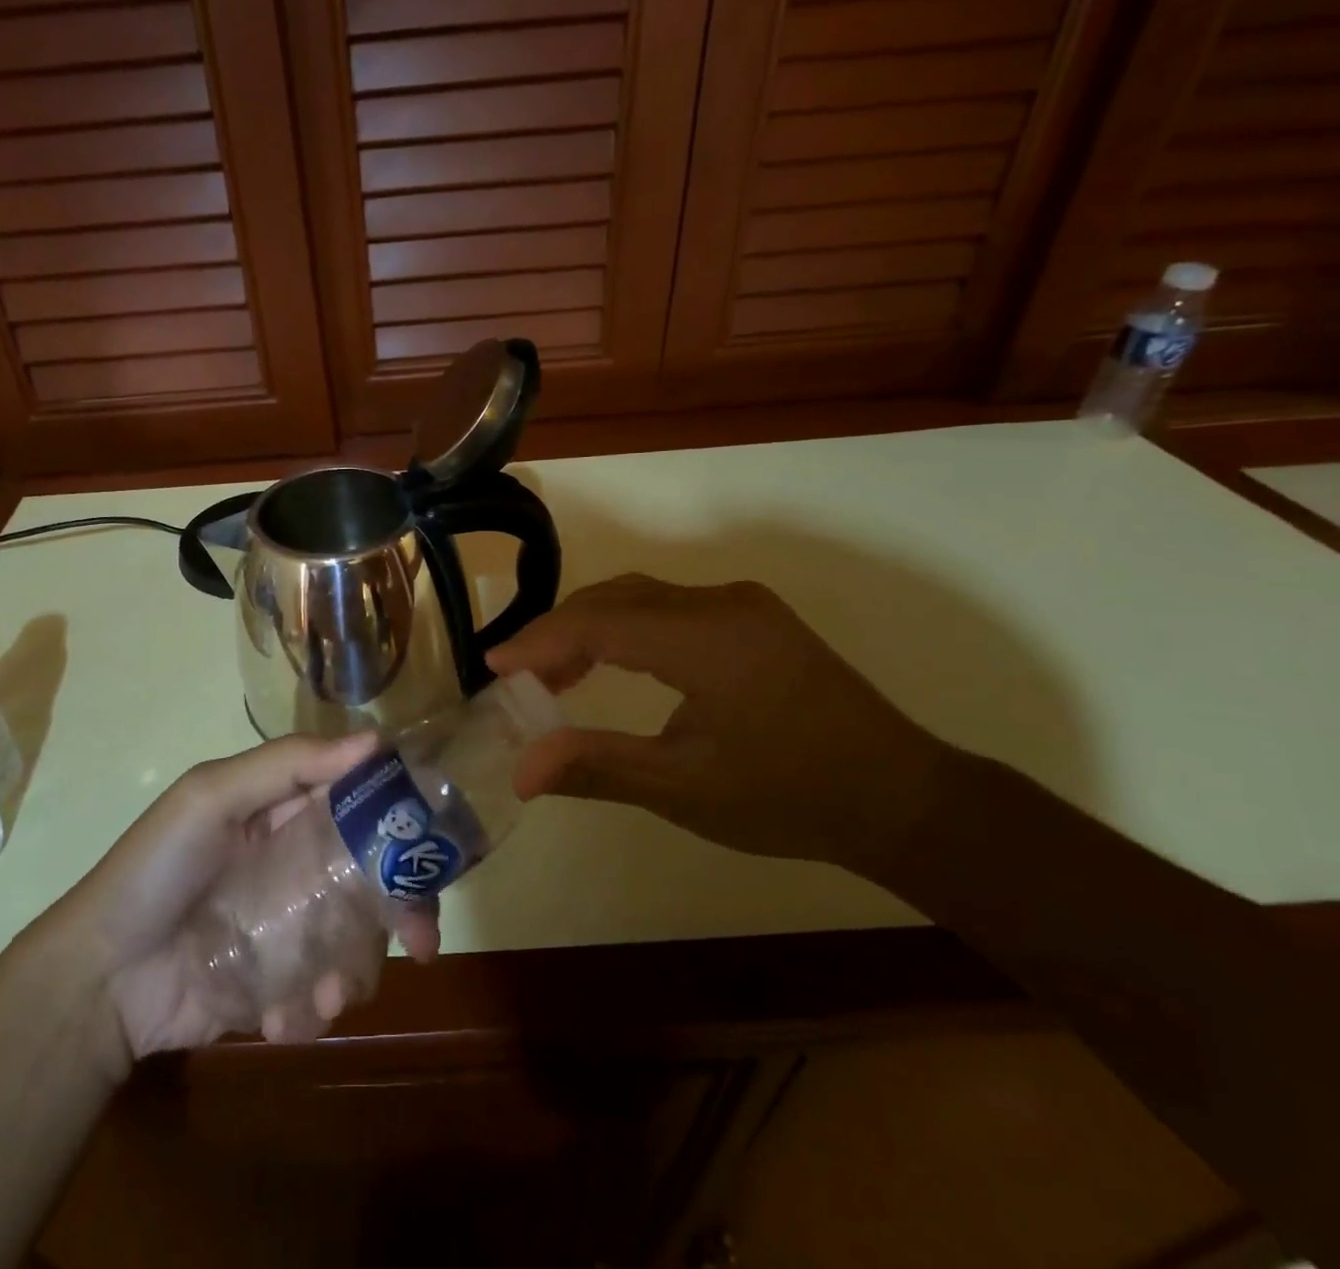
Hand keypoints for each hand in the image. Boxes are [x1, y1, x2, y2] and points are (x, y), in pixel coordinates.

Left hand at [44, 735, 438, 1060]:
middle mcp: (298, 864)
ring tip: (323, 998)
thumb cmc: (155, 870)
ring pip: (357, 940)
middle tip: (421, 941)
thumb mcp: (210, 798)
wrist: (99, 979)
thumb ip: (287, 764)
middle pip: (374, 876)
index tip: (433, 846)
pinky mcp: (279, 983)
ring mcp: (291, 927)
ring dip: (354, 971)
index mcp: (287, 811)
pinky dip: (310, 1010)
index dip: (402, 819)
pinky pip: (319, 994)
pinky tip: (280, 1020)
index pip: (360, 802)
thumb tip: (374, 740)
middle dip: (404, 909)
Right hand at [486, 574, 954, 869]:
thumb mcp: (684, 788)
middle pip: (615, 598)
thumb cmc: (790, 797)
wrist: (901, 798)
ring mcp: (741, 604)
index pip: (599, 622)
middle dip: (559, 632)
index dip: (539, 640)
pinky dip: (626, 629)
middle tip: (519, 676)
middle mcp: (721, 602)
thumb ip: (596, 766)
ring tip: (555, 675)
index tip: (493, 666)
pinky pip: (669, 607)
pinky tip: (611, 663)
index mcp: (706, 638)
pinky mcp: (752, 617)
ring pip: (640, 597)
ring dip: (591, 627)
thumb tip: (520, 770)